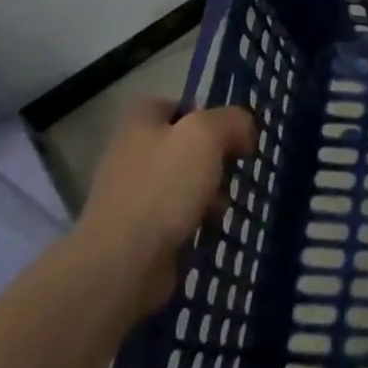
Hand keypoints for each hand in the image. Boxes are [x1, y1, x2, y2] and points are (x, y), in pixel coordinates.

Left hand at [73, 98, 256, 317]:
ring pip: (184, 182)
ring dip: (210, 191)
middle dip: (213, 157)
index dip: (203, 112)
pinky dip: (196, 220)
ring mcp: (132, 195)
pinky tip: (208, 229)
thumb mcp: (206, 136)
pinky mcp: (138, 231)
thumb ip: (232, 121)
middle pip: (183, 145)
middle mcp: (131, 154)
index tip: (228, 132)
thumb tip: (245, 132)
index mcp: (140, 123)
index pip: (173, 104)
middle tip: (232, 168)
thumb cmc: (164, 187)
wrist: (122, 264)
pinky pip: (176, 216)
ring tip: (222, 206)